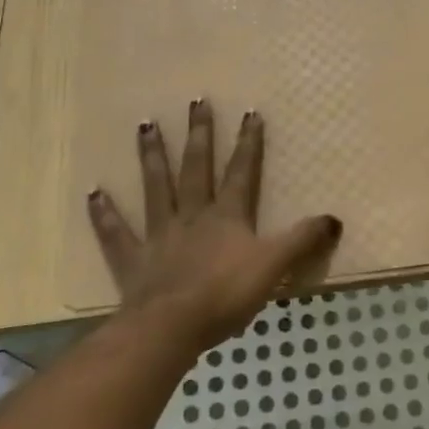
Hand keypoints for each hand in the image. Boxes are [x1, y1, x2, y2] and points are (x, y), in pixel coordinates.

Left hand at [88, 99, 342, 351]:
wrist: (171, 327)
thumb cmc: (226, 294)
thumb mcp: (274, 266)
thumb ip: (303, 241)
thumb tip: (335, 218)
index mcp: (227, 216)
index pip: (241, 171)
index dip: (249, 143)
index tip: (250, 112)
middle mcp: (192, 215)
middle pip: (196, 167)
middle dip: (200, 134)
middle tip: (196, 101)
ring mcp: (160, 234)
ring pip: (156, 186)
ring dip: (152, 156)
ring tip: (145, 125)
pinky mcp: (133, 260)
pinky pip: (116, 233)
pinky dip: (105, 213)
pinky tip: (93, 193)